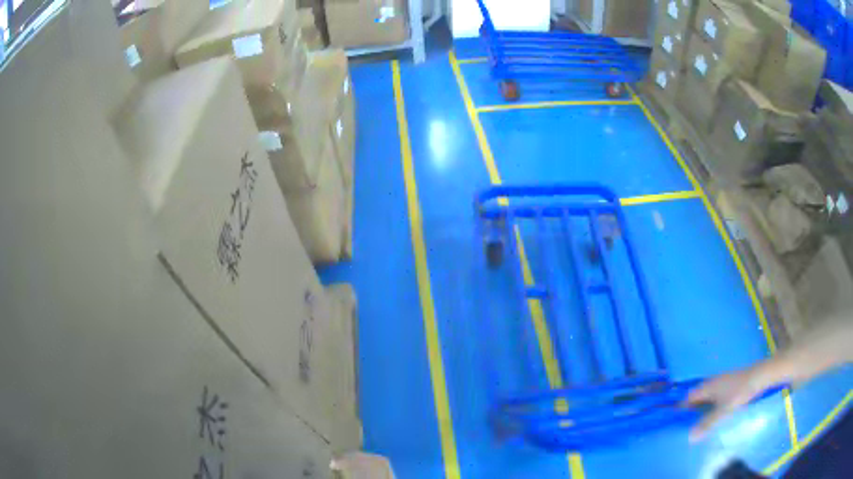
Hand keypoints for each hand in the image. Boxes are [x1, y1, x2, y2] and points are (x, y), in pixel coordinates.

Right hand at [684, 366, 771, 441]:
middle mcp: (711, 382)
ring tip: (700, 423)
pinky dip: (711, 405)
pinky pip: (715, 395)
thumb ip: (707, 423)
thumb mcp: (723, 411)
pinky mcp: (729, 383)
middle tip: (687, 427)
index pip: (688, 398)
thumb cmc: (739, 392)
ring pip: (706, 396)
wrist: (759, 376)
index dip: (682, 409)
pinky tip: (715, 414)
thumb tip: (689, 438)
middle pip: (697, 397)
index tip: (676, 423)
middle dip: (691, 410)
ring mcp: (721, 382)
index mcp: (707, 387)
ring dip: (702, 408)